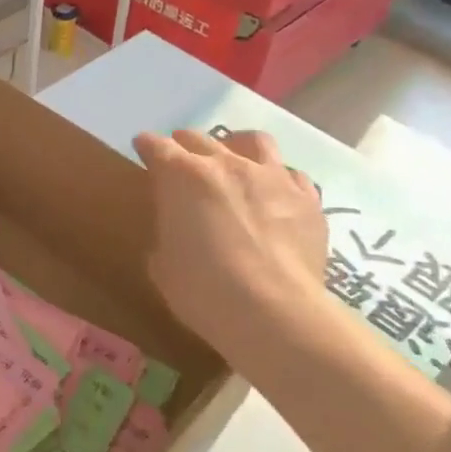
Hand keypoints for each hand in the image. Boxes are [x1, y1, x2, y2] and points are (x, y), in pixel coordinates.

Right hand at [133, 128, 329, 354]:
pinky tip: (275, 198)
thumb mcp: (163, 263)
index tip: (142, 150)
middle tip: (180, 161)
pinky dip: (278, 181)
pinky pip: (292, 175)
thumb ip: (168, 232)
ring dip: (237, 147)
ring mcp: (272, 177)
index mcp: (182, 176)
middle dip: (184, 145)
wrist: (273, 312)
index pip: (156, 146)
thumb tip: (179, 232)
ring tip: (234, 163)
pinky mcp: (308, 199)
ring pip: (254, 141)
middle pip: (199, 138)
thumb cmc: (202, 289)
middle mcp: (227, 164)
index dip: (146, 147)